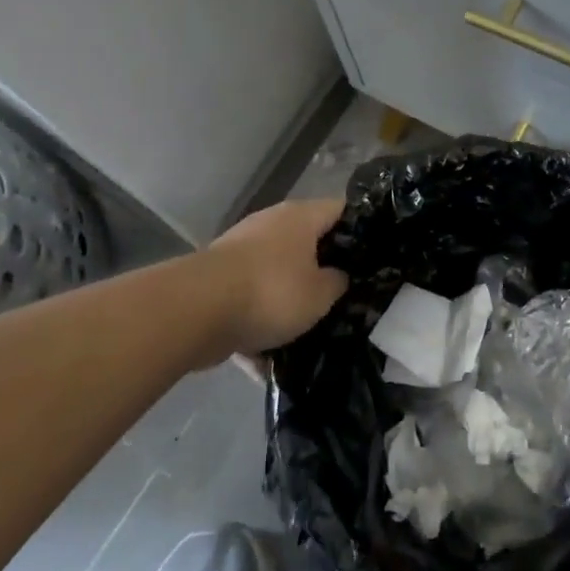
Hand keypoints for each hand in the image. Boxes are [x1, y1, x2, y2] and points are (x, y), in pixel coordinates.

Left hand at [202, 199, 347, 356]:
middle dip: (323, 269)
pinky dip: (258, 323)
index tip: (373, 256)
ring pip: (277, 273)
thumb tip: (338, 277)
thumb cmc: (271, 292)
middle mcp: (272, 223)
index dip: (360, 229)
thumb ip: (337, 283)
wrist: (195, 310)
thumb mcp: (320, 295)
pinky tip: (268, 360)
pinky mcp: (218, 278)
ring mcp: (241, 249)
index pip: (341, 209)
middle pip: (308, 241)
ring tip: (307, 331)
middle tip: (344, 297)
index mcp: (301, 217)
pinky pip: (249, 300)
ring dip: (289, 299)